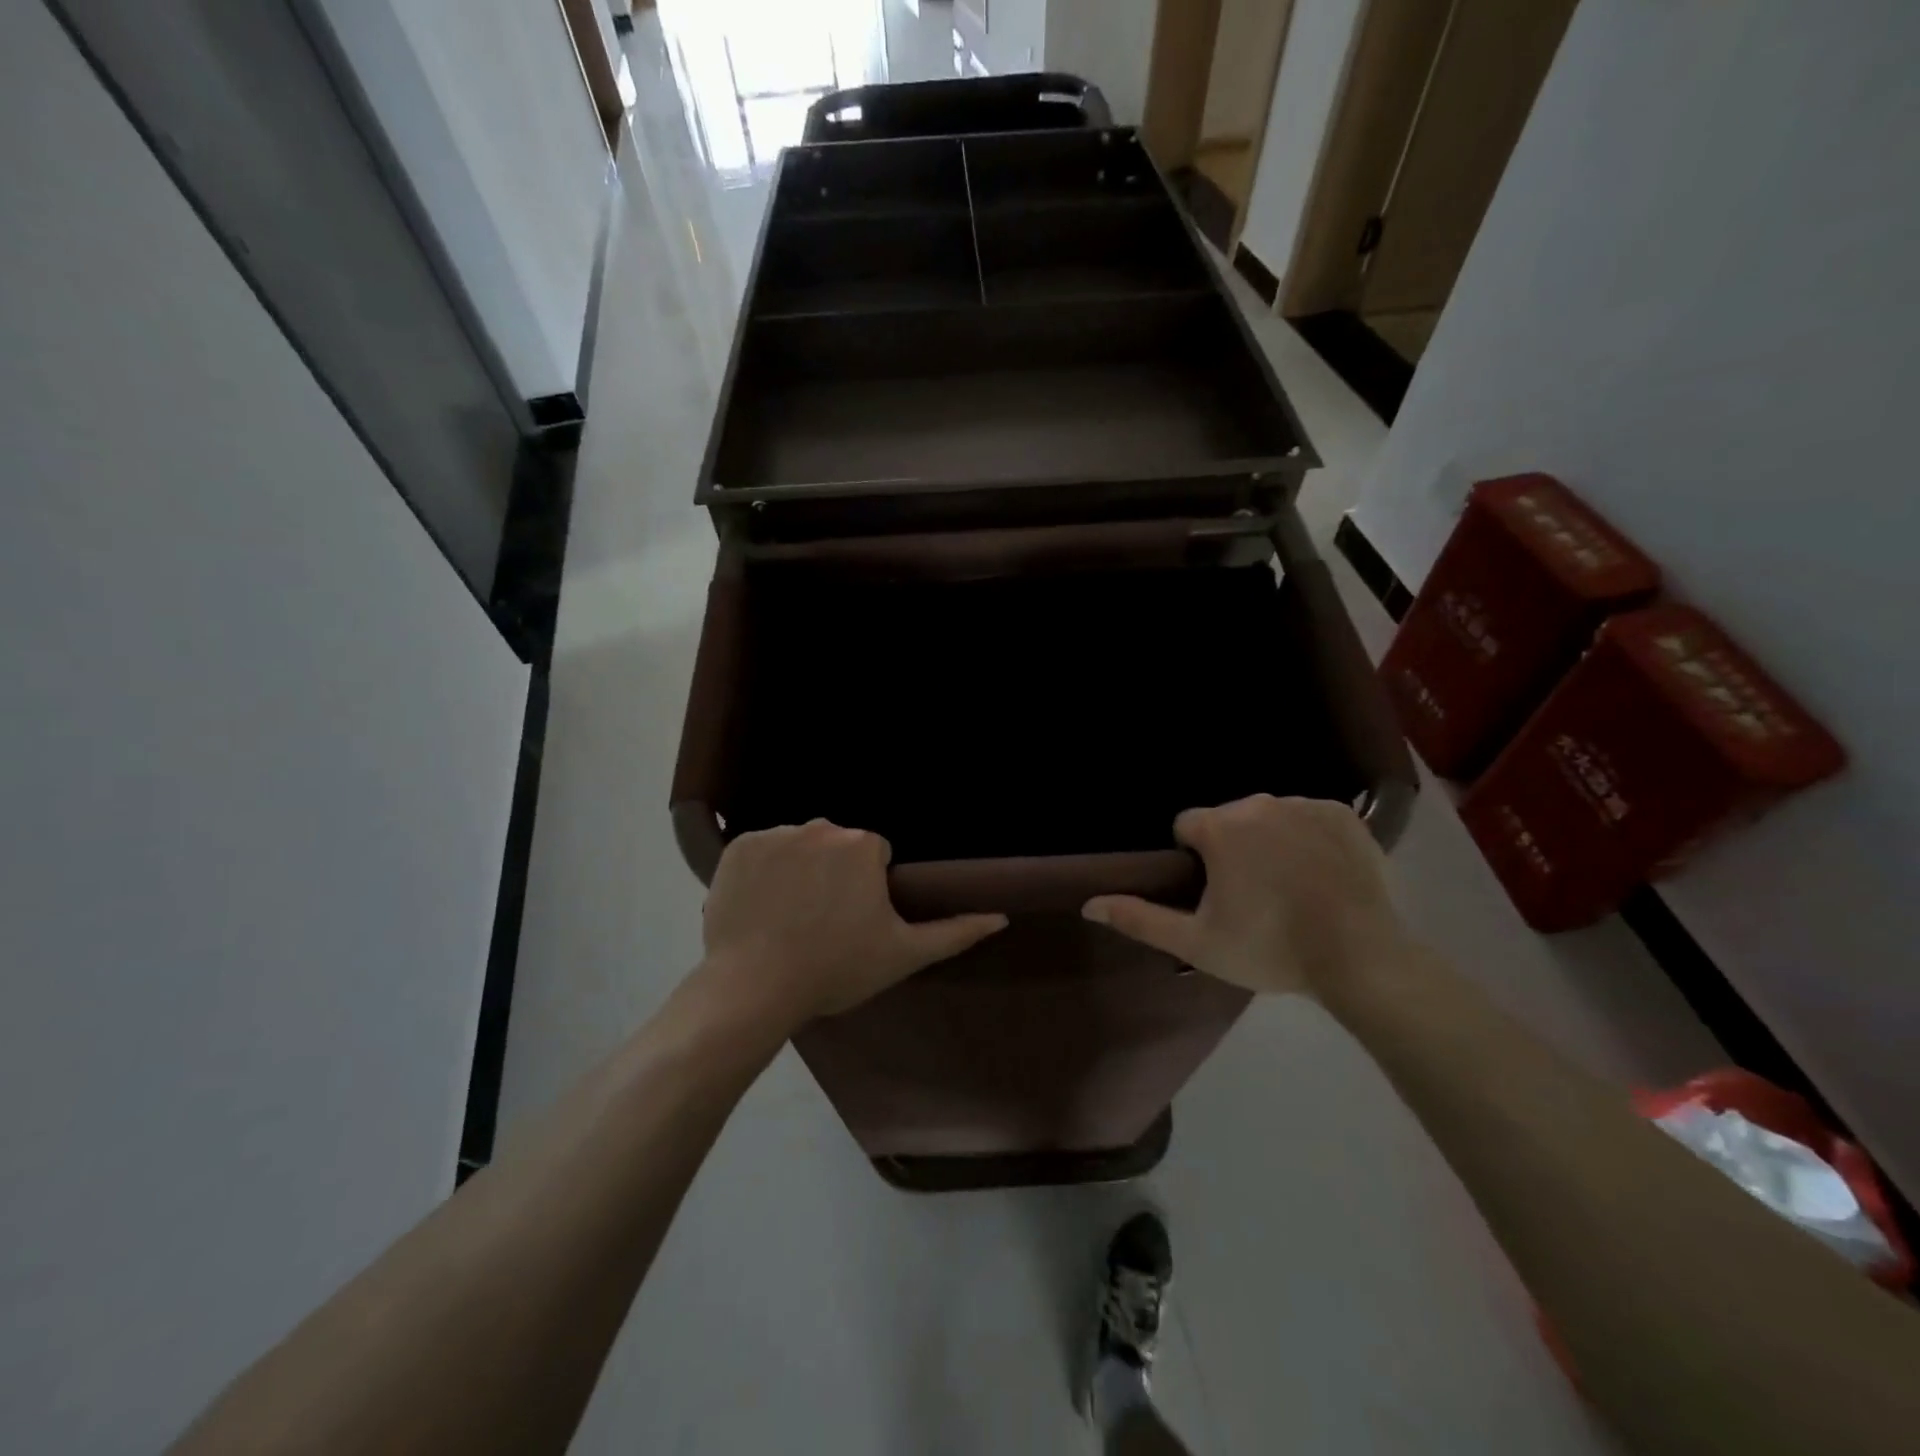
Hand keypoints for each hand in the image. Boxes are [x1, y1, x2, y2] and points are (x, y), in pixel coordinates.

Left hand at [699, 820, 1007, 1025]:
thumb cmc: (835, 969)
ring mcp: (775, 834)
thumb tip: (1000, 916)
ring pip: (799, 846)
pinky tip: (760, 906)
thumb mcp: (902, 954)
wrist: (753, 987)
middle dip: (834, 874)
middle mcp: (820, 826)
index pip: (874, 855)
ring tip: (788, 918)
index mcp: (862, 844)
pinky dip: (762, 871)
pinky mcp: (737, 846)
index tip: (853, 922)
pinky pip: (760, 851)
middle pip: (836, 846)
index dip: (868, 888)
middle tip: (822, 923)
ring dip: (799, 870)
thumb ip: (954, 932)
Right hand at [1083, 795, 1407, 998]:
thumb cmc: (1270, 948)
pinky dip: (1307, 838)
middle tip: (1252, 897)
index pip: (1186, 826)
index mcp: (1220, 827)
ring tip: (1289, 888)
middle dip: (1231, 849)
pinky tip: (1320, 874)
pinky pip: (1309, 817)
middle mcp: (1259, 803)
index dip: (1193, 860)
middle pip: (1228, 819)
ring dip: (1268, 841)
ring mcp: (1304, 805)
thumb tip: (1088, 904)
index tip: (1215, 894)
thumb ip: (1140, 918)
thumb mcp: (1197, 942)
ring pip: (1268, 817)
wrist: (1360, 957)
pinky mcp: (1343, 814)